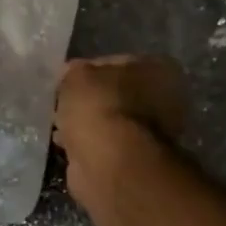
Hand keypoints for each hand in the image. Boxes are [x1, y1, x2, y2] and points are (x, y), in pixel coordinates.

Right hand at [55, 56, 186, 201]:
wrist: (110, 163)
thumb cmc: (99, 108)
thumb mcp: (77, 75)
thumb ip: (75, 71)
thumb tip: (70, 75)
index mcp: (159, 70)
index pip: (117, 62)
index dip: (88, 70)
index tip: (67, 81)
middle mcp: (165, 100)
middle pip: (116, 93)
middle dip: (90, 100)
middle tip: (64, 104)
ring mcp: (154, 133)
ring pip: (111, 121)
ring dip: (89, 124)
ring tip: (60, 126)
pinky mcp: (137, 160)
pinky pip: (106, 144)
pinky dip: (89, 145)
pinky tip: (68, 145)